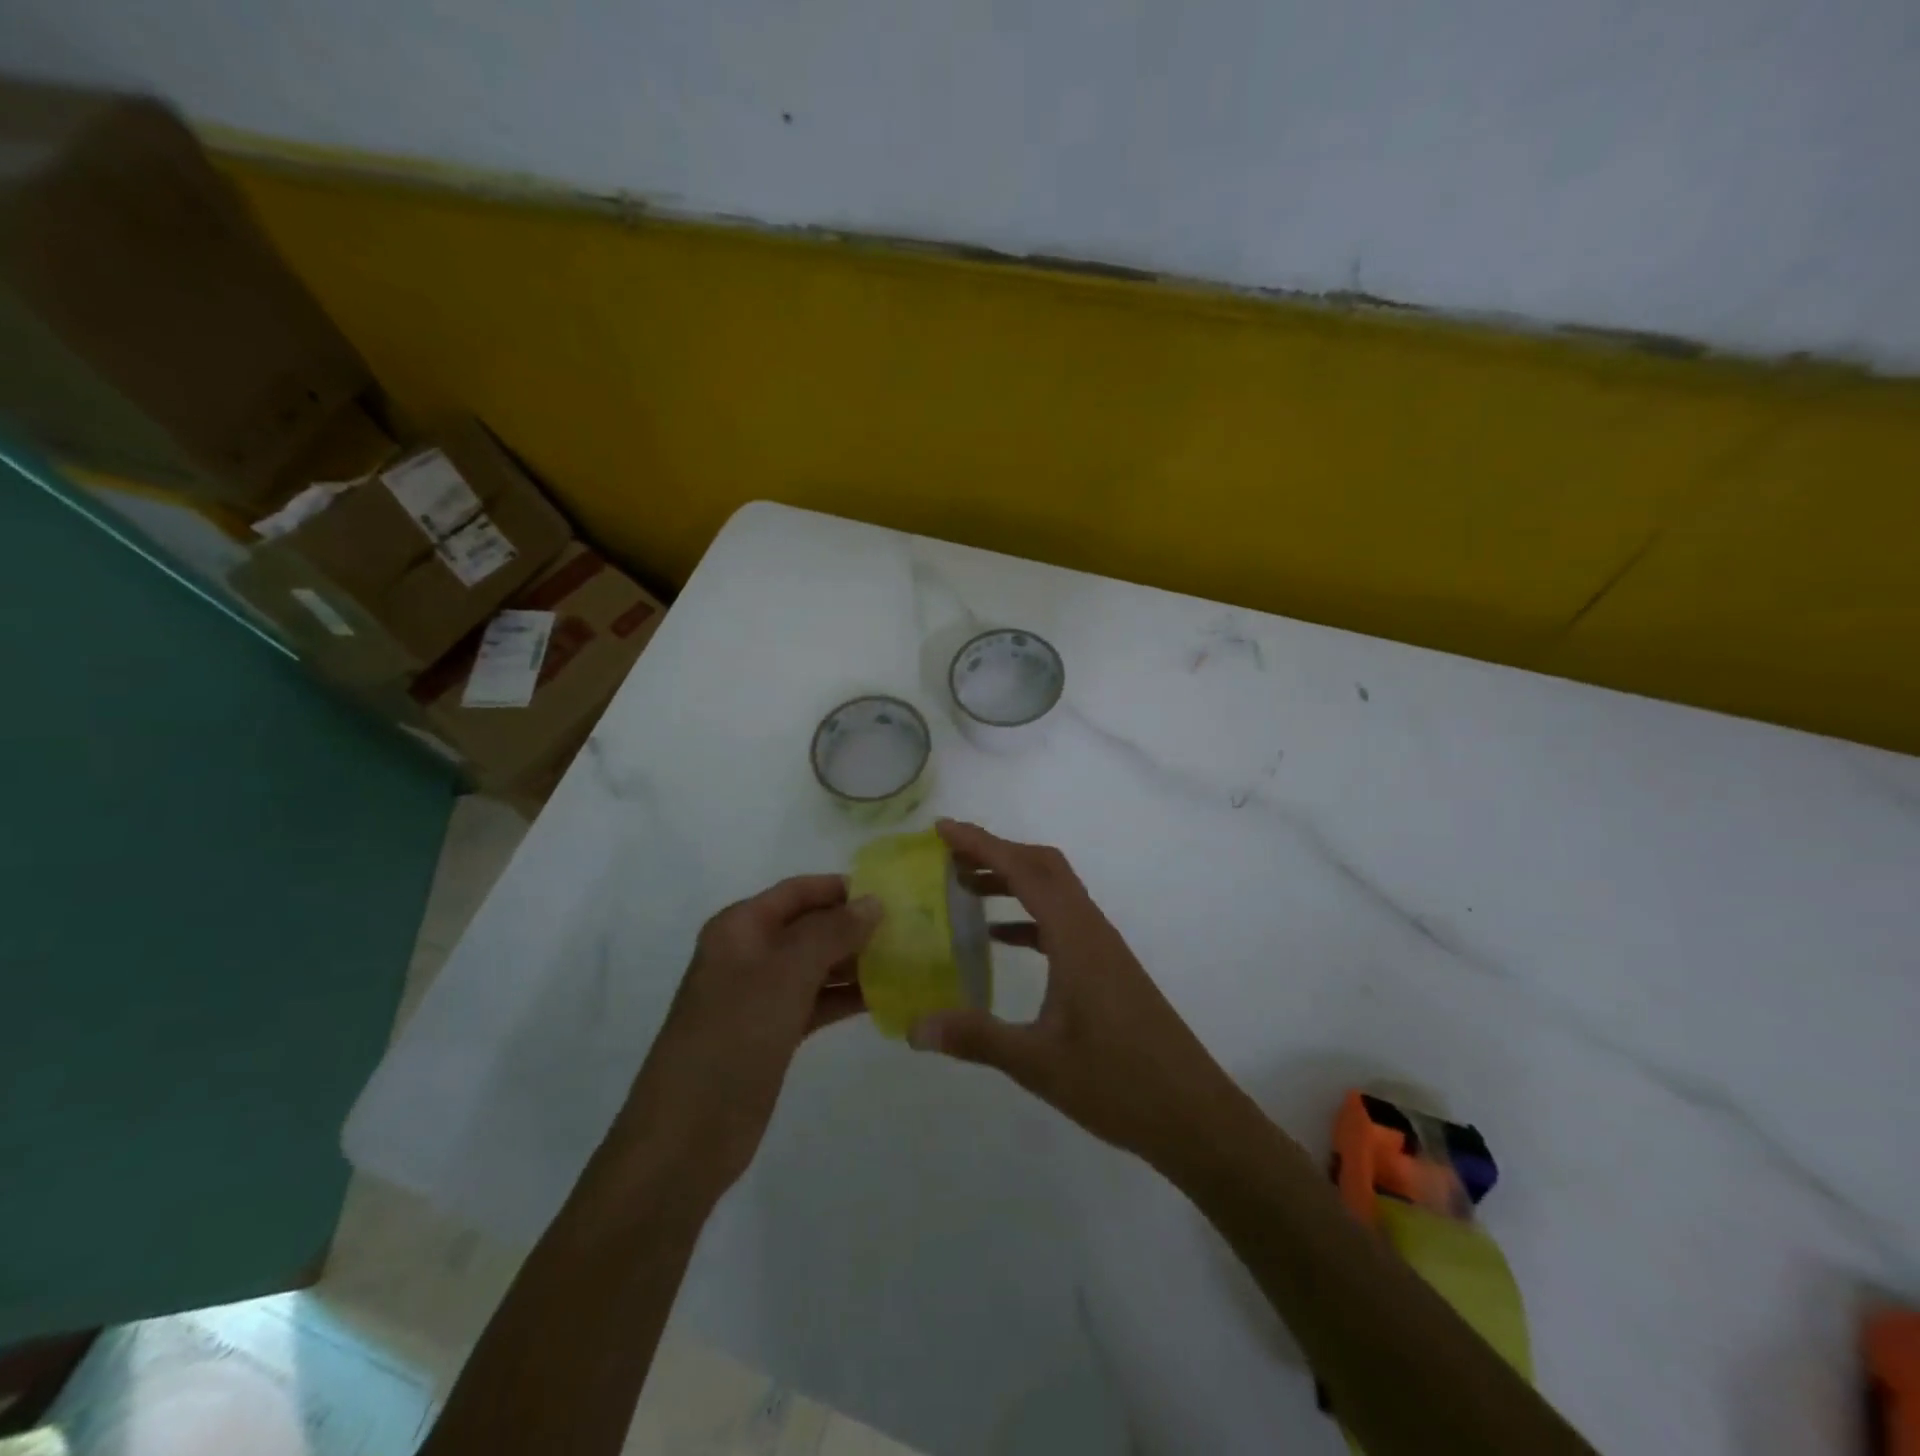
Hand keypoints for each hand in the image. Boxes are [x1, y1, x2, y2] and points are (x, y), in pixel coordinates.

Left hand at [619, 876, 880, 1203]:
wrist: (687, 1136)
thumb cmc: (733, 1038)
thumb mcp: (785, 975)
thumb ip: (831, 933)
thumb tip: (874, 901)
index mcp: (741, 928)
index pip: (799, 891)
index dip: (842, 888)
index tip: (893, 892)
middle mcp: (750, 953)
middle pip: (810, 926)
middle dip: (855, 925)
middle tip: (910, 929)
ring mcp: (761, 996)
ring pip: (817, 965)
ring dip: (856, 962)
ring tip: (908, 960)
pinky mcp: (773, 1032)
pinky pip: (816, 1001)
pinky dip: (846, 998)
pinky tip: (886, 998)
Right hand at [910, 820, 1250, 1176]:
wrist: (1193, 1114)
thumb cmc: (1119, 1082)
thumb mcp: (1038, 1062)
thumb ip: (976, 1038)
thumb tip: (914, 1027)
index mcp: (1075, 937)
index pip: (1024, 870)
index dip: (982, 844)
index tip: (942, 829)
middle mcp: (1091, 929)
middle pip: (1043, 867)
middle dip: (996, 853)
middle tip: (949, 857)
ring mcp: (1102, 948)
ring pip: (1054, 892)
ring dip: (1012, 881)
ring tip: (965, 890)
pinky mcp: (1107, 968)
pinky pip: (1061, 922)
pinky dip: (1028, 916)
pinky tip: (1001, 939)